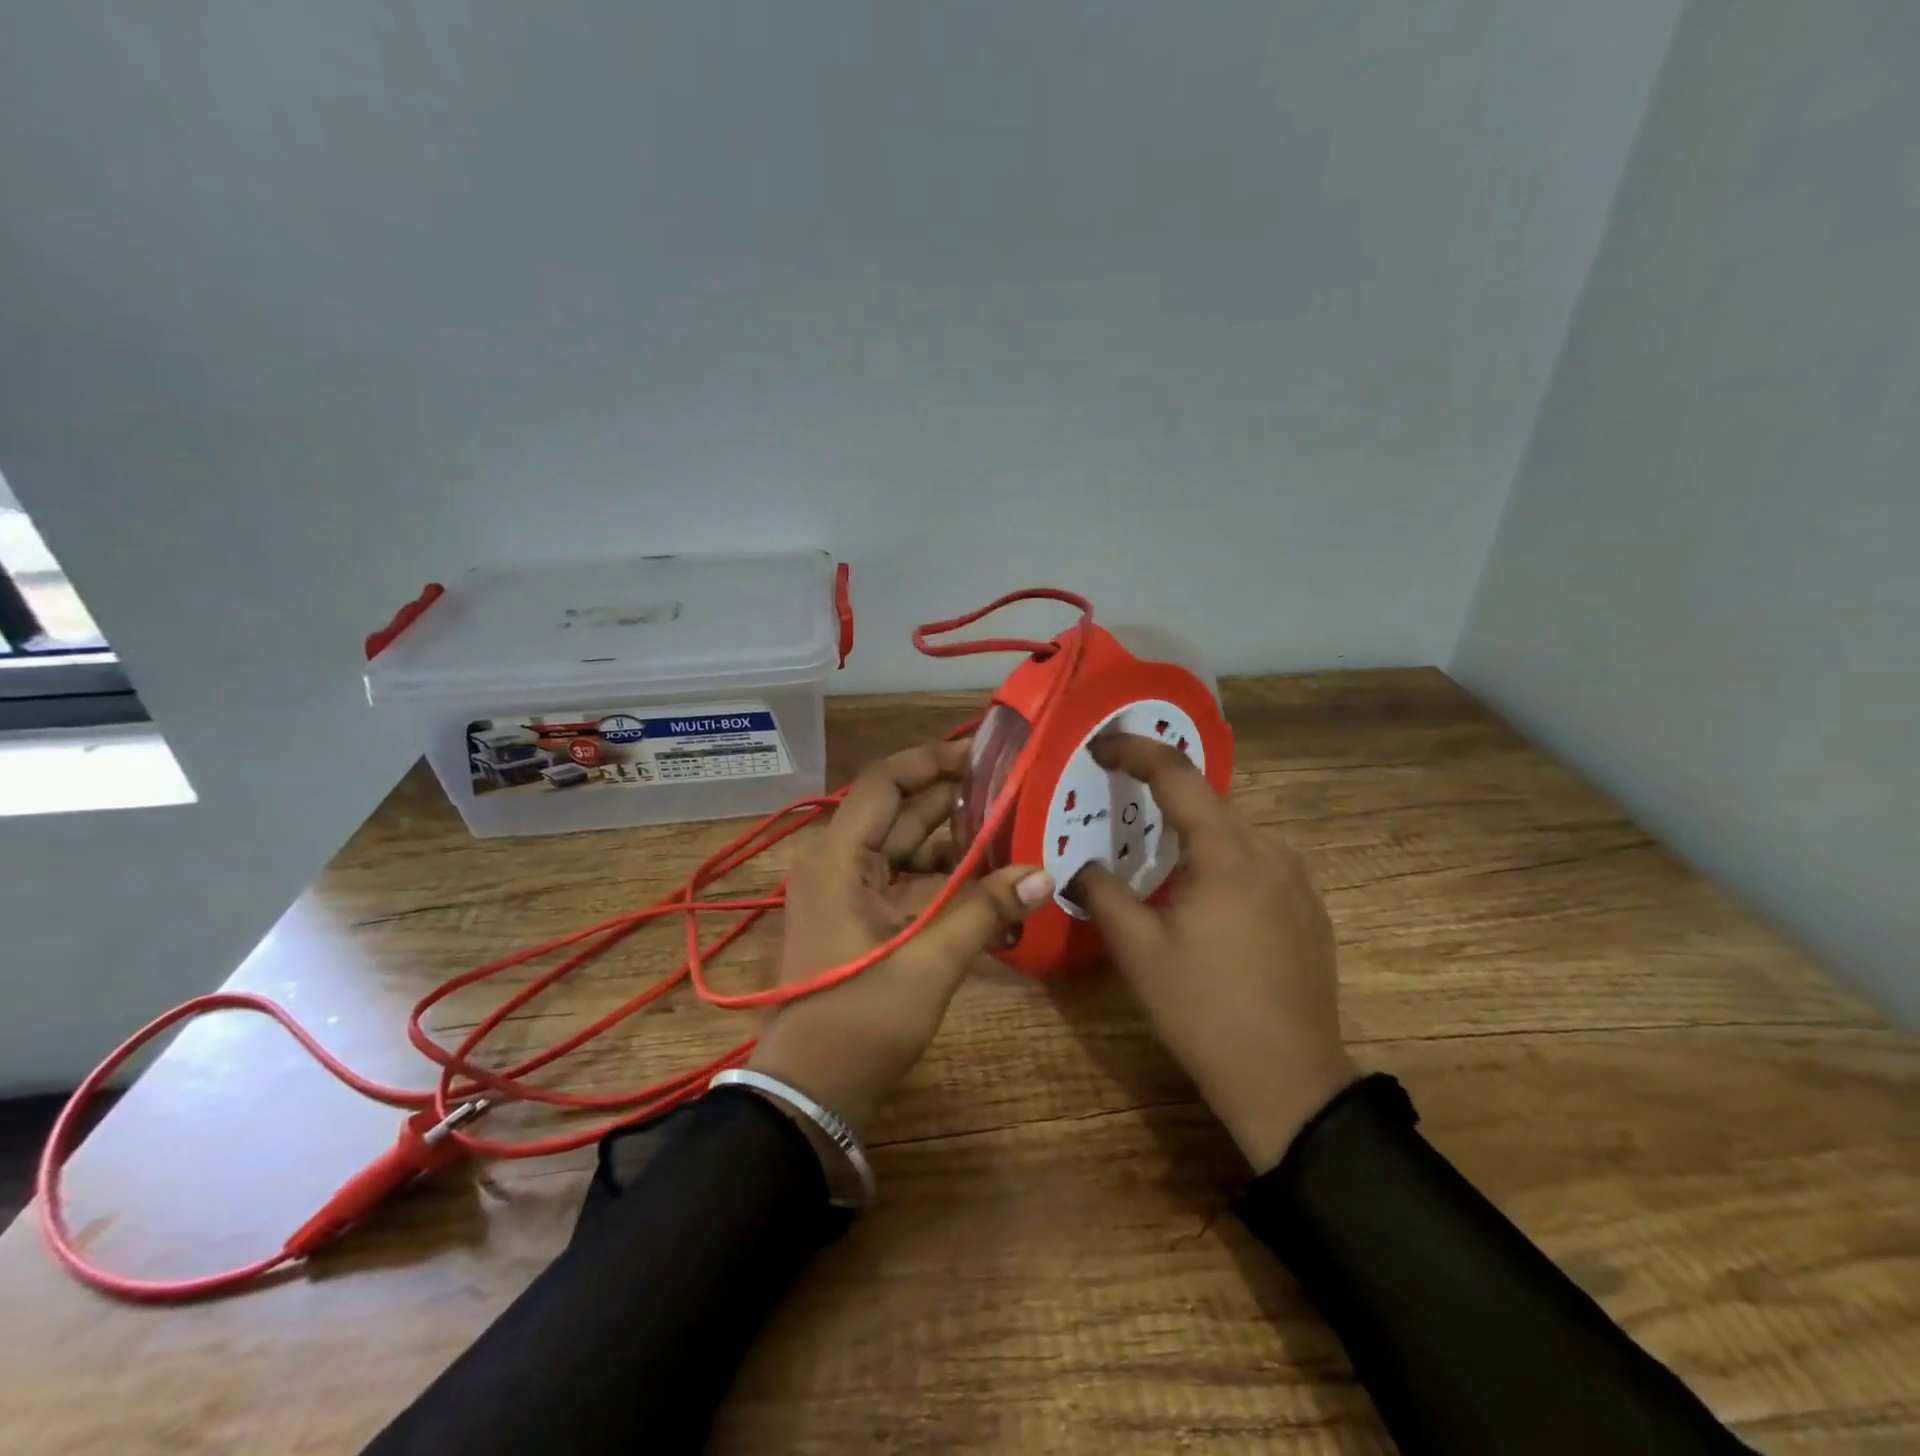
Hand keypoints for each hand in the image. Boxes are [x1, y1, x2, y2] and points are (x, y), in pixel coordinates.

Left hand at [749, 739, 1054, 1132]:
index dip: (932, 760)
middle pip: (899, 811)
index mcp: (839, 856)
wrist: (810, 1091)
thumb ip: (985, 911)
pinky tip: (987, 879)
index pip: (885, 782)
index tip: (983, 754)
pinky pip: (903, 879)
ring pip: (905, 846)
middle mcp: (837, 861)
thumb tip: (1045, 874)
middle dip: (953, 798)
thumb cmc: (861, 1019)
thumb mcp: (929, 962)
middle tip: (1012, 788)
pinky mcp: (858, 916)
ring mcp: (846, 890)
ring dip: (952, 840)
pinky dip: (941, 876)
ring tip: (1010, 829)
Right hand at [1072, 734, 1357, 1172]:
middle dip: (1159, 797)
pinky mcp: (1309, 909)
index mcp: (1227, 852)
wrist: (1288, 1080)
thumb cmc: (1202, 1009)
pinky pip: (1255, 865)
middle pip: (1207, 804)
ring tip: (1154, 862)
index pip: (1177, 775)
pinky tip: (1201, 901)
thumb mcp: (1135, 950)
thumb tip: (1081, 866)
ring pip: (1232, 836)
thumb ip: (1101, 892)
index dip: (1135, 750)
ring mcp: (1297, 880)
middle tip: (1117, 807)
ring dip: (1191, 836)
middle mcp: (1269, 851)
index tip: (1101, 745)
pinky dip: (1220, 863)